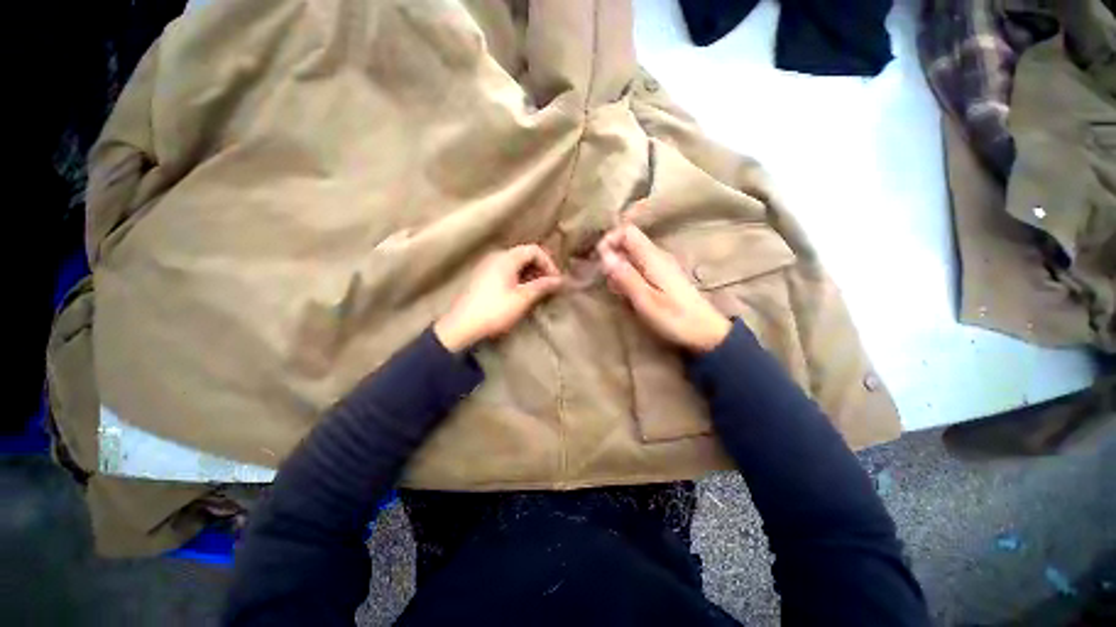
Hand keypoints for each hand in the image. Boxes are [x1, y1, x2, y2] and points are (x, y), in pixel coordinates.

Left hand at [434, 244, 563, 352]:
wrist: (462, 326)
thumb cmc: (494, 311)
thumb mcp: (522, 299)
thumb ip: (542, 286)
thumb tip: (560, 280)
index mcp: (506, 258)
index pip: (534, 250)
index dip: (549, 263)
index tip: (555, 280)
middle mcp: (496, 257)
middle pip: (525, 254)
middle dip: (540, 268)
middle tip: (548, 286)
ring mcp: (488, 266)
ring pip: (516, 263)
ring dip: (530, 274)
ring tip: (537, 291)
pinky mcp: (483, 276)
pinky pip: (507, 270)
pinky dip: (519, 277)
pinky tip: (521, 292)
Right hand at [598, 224, 730, 352]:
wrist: (706, 333)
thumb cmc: (675, 318)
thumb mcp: (645, 300)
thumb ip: (625, 276)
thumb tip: (605, 255)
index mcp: (654, 258)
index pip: (628, 231)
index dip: (610, 239)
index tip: (600, 260)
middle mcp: (658, 256)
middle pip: (628, 242)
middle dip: (612, 257)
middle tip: (607, 280)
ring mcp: (662, 266)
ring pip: (632, 255)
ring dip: (619, 268)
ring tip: (617, 291)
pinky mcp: (664, 276)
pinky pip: (640, 267)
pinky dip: (628, 276)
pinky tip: (628, 294)